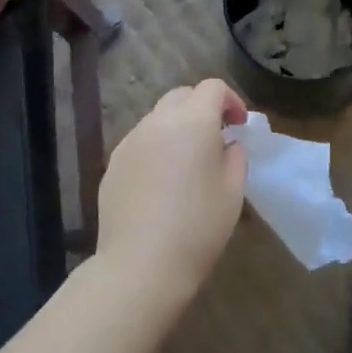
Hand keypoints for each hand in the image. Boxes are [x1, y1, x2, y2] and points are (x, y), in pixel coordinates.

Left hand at [95, 79, 249, 303]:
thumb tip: (226, 144)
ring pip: (157, 119)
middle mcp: (157, 122)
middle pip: (181, 96)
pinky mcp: (112, 165)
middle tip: (216, 138)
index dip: (231, 100)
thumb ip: (235, 155)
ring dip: (176, 128)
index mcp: (192, 121)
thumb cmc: (198, 226)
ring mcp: (130, 142)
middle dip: (201, 108)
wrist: (141, 264)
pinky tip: (162, 184)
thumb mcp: (233, 190)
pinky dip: (156, 149)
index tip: (239, 126)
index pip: (212, 88)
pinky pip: (140, 143)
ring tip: (187, 163)